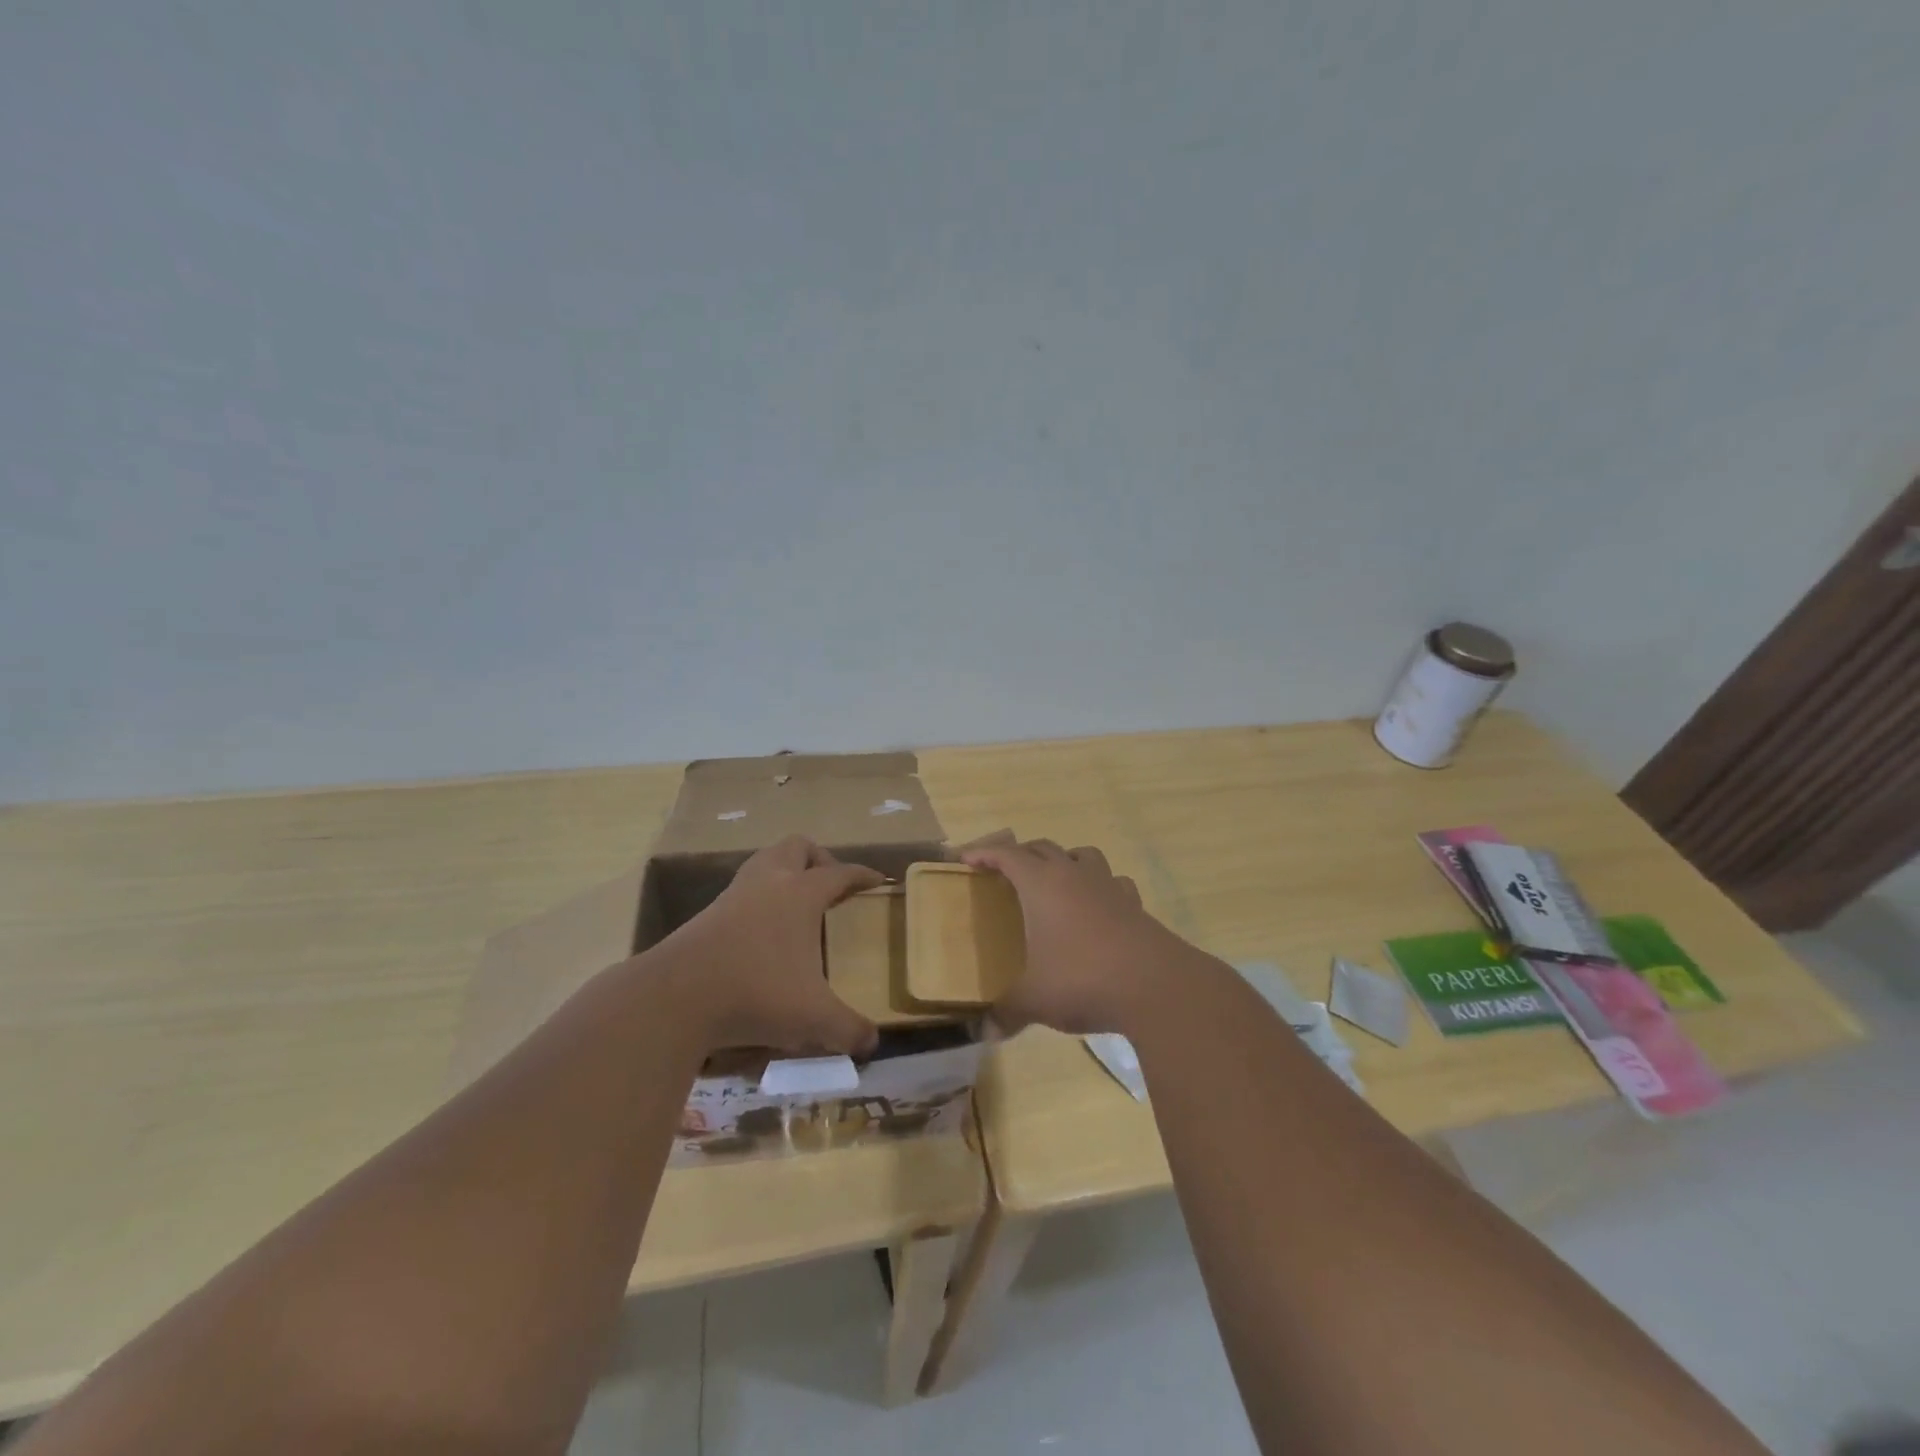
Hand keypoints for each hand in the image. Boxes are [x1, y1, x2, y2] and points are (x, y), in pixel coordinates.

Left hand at [653, 836, 884, 1055]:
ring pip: (764, 862)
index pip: (840, 872)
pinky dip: (758, 900)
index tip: (877, 880)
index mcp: (801, 894)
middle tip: (829, 887)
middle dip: (818, 859)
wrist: (675, 998)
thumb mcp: (812, 1018)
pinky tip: (762, 934)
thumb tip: (871, 1043)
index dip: (861, 875)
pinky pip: (741, 891)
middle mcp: (769, 883)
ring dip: (784, 873)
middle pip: (797, 847)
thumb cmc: (756, 993)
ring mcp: (733, 895)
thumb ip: (848, 1029)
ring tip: (796, 906)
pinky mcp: (706, 915)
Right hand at [961, 839, 1194, 1034]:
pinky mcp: (1135, 904)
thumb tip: (985, 1032)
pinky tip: (1098, 907)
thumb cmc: (1083, 979)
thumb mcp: (1035, 999)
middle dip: (1020, 854)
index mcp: (1042, 884)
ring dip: (1064, 860)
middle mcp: (1074, 874)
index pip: (1007, 855)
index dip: (984, 853)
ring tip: (1054, 881)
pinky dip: (1100, 886)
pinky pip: (1114, 882)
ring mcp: (1109, 886)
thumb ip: (1007, 1012)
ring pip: (1082, 855)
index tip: (966, 858)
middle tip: (1004, 871)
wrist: (1156, 986)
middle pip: (1042, 848)